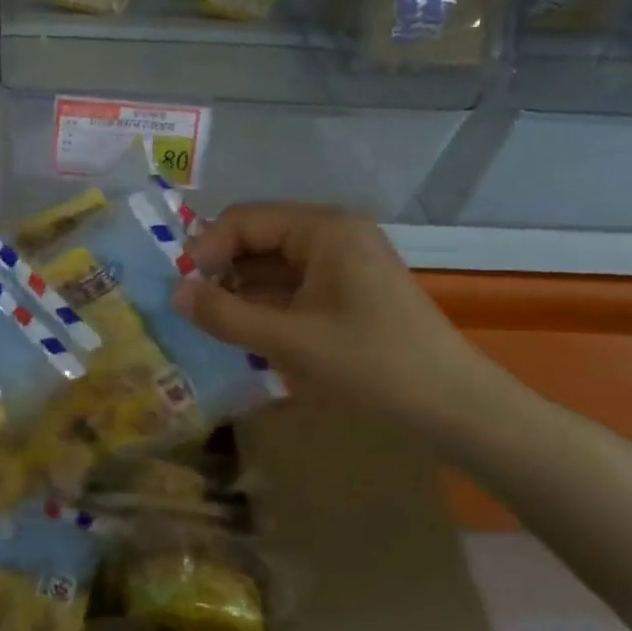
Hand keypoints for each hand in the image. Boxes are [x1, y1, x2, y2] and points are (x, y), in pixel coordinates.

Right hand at [172, 203, 504, 432]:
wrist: (458, 411)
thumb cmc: (372, 365)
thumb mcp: (287, 340)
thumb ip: (224, 314)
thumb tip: (173, 295)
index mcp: (322, 228)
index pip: (243, 220)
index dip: (205, 250)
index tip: (182, 289)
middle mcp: (333, 233)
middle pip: (257, 238)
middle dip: (221, 270)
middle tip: (192, 308)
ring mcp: (344, 262)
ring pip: (272, 265)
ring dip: (241, 291)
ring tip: (213, 324)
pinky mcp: (350, 290)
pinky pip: (293, 286)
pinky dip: (266, 305)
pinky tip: (247, 332)